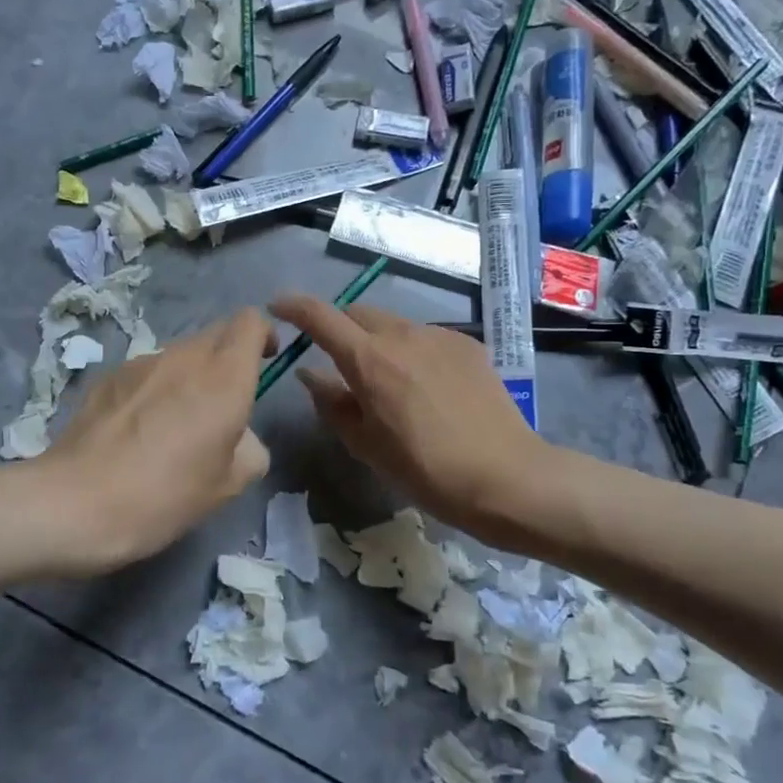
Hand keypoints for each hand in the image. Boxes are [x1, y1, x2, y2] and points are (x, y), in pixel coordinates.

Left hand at [38, 309, 274, 574]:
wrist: (76, 503)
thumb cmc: (165, 496)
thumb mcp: (228, 485)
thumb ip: (250, 449)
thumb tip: (240, 437)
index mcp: (224, 377)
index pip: (251, 322)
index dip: (264, 336)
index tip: (264, 363)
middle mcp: (184, 356)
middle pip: (216, 333)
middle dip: (229, 356)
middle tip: (225, 403)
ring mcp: (140, 362)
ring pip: (179, 353)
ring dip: (190, 375)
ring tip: (176, 423)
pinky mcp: (107, 377)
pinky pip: (146, 371)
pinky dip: (155, 388)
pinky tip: (138, 430)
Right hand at [269, 293, 547, 544]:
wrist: (505, 476)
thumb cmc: (424, 470)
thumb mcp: (365, 444)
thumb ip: (331, 403)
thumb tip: (309, 374)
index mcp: (369, 361)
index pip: (321, 317)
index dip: (293, 306)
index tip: (277, 307)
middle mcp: (402, 336)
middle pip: (358, 313)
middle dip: (339, 328)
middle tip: (339, 361)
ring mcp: (439, 337)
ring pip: (393, 325)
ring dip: (377, 342)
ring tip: (388, 382)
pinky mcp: (468, 345)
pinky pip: (426, 338)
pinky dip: (411, 352)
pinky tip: (427, 388)